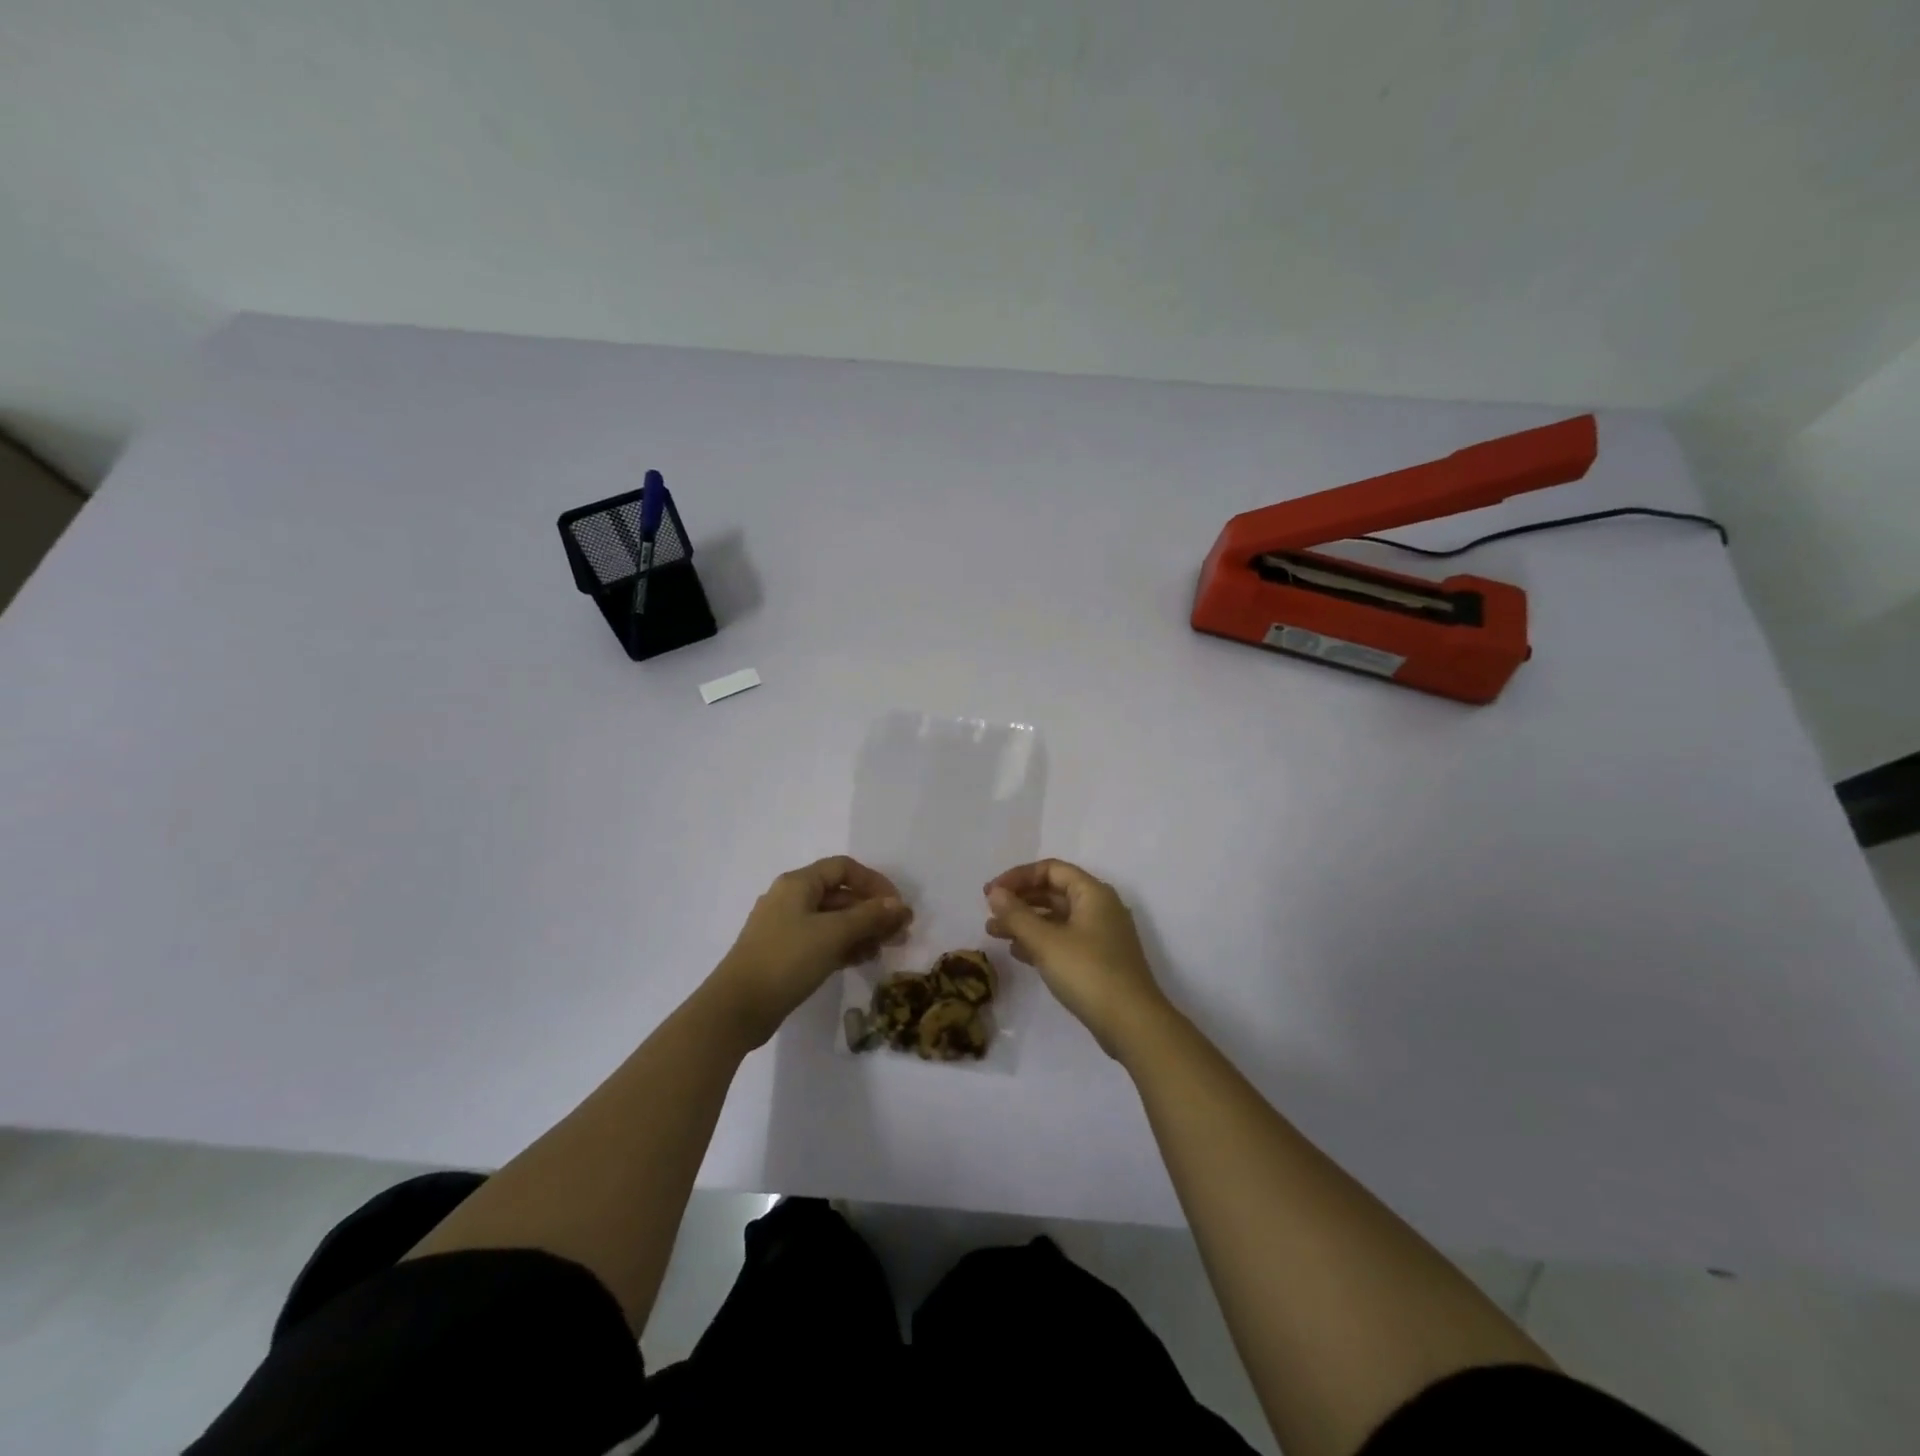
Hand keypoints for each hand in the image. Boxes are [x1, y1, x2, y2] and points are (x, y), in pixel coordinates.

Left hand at [708, 856, 911, 1048]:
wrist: (737, 1008)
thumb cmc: (786, 960)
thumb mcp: (833, 934)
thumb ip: (869, 917)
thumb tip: (899, 905)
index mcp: (798, 883)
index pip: (844, 868)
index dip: (874, 882)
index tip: (897, 905)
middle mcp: (791, 899)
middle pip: (840, 895)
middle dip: (872, 911)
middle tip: (900, 932)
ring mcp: (786, 927)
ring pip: (833, 920)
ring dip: (862, 930)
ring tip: (887, 948)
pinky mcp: (785, 954)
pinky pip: (822, 940)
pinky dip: (844, 945)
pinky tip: (864, 959)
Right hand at [984, 859, 1170, 1057]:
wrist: (1132, 1024)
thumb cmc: (1088, 973)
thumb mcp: (1046, 941)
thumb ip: (1016, 915)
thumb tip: (994, 893)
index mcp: (1092, 893)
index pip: (1050, 870)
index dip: (1018, 876)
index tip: (991, 893)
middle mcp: (1099, 908)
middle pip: (1053, 892)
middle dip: (1019, 900)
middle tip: (989, 912)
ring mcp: (1100, 935)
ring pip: (1056, 918)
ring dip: (1025, 922)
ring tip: (993, 933)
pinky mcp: (1098, 960)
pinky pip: (1063, 939)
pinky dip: (1039, 941)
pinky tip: (1017, 953)